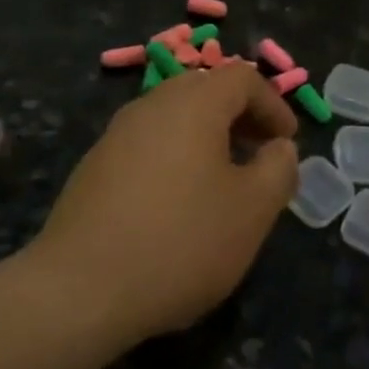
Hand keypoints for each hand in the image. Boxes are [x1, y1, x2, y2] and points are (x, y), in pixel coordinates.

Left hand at [33, 62, 299, 342]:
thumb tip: (278, 148)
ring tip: (224, 183)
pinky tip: (179, 206)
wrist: (81, 291)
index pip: (242, 77)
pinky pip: (147, 146)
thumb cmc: (182, 242)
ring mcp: (114, 136)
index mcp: (192, 104)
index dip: (274, 104)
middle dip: (240, 117)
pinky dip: (176, 158)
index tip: (288, 143)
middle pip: (204, 91)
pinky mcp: (93, 168)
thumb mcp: (253, 210)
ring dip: (207, 138)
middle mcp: (149, 107)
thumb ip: (279, 168)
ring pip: (173, 119)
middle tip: (260, 155)